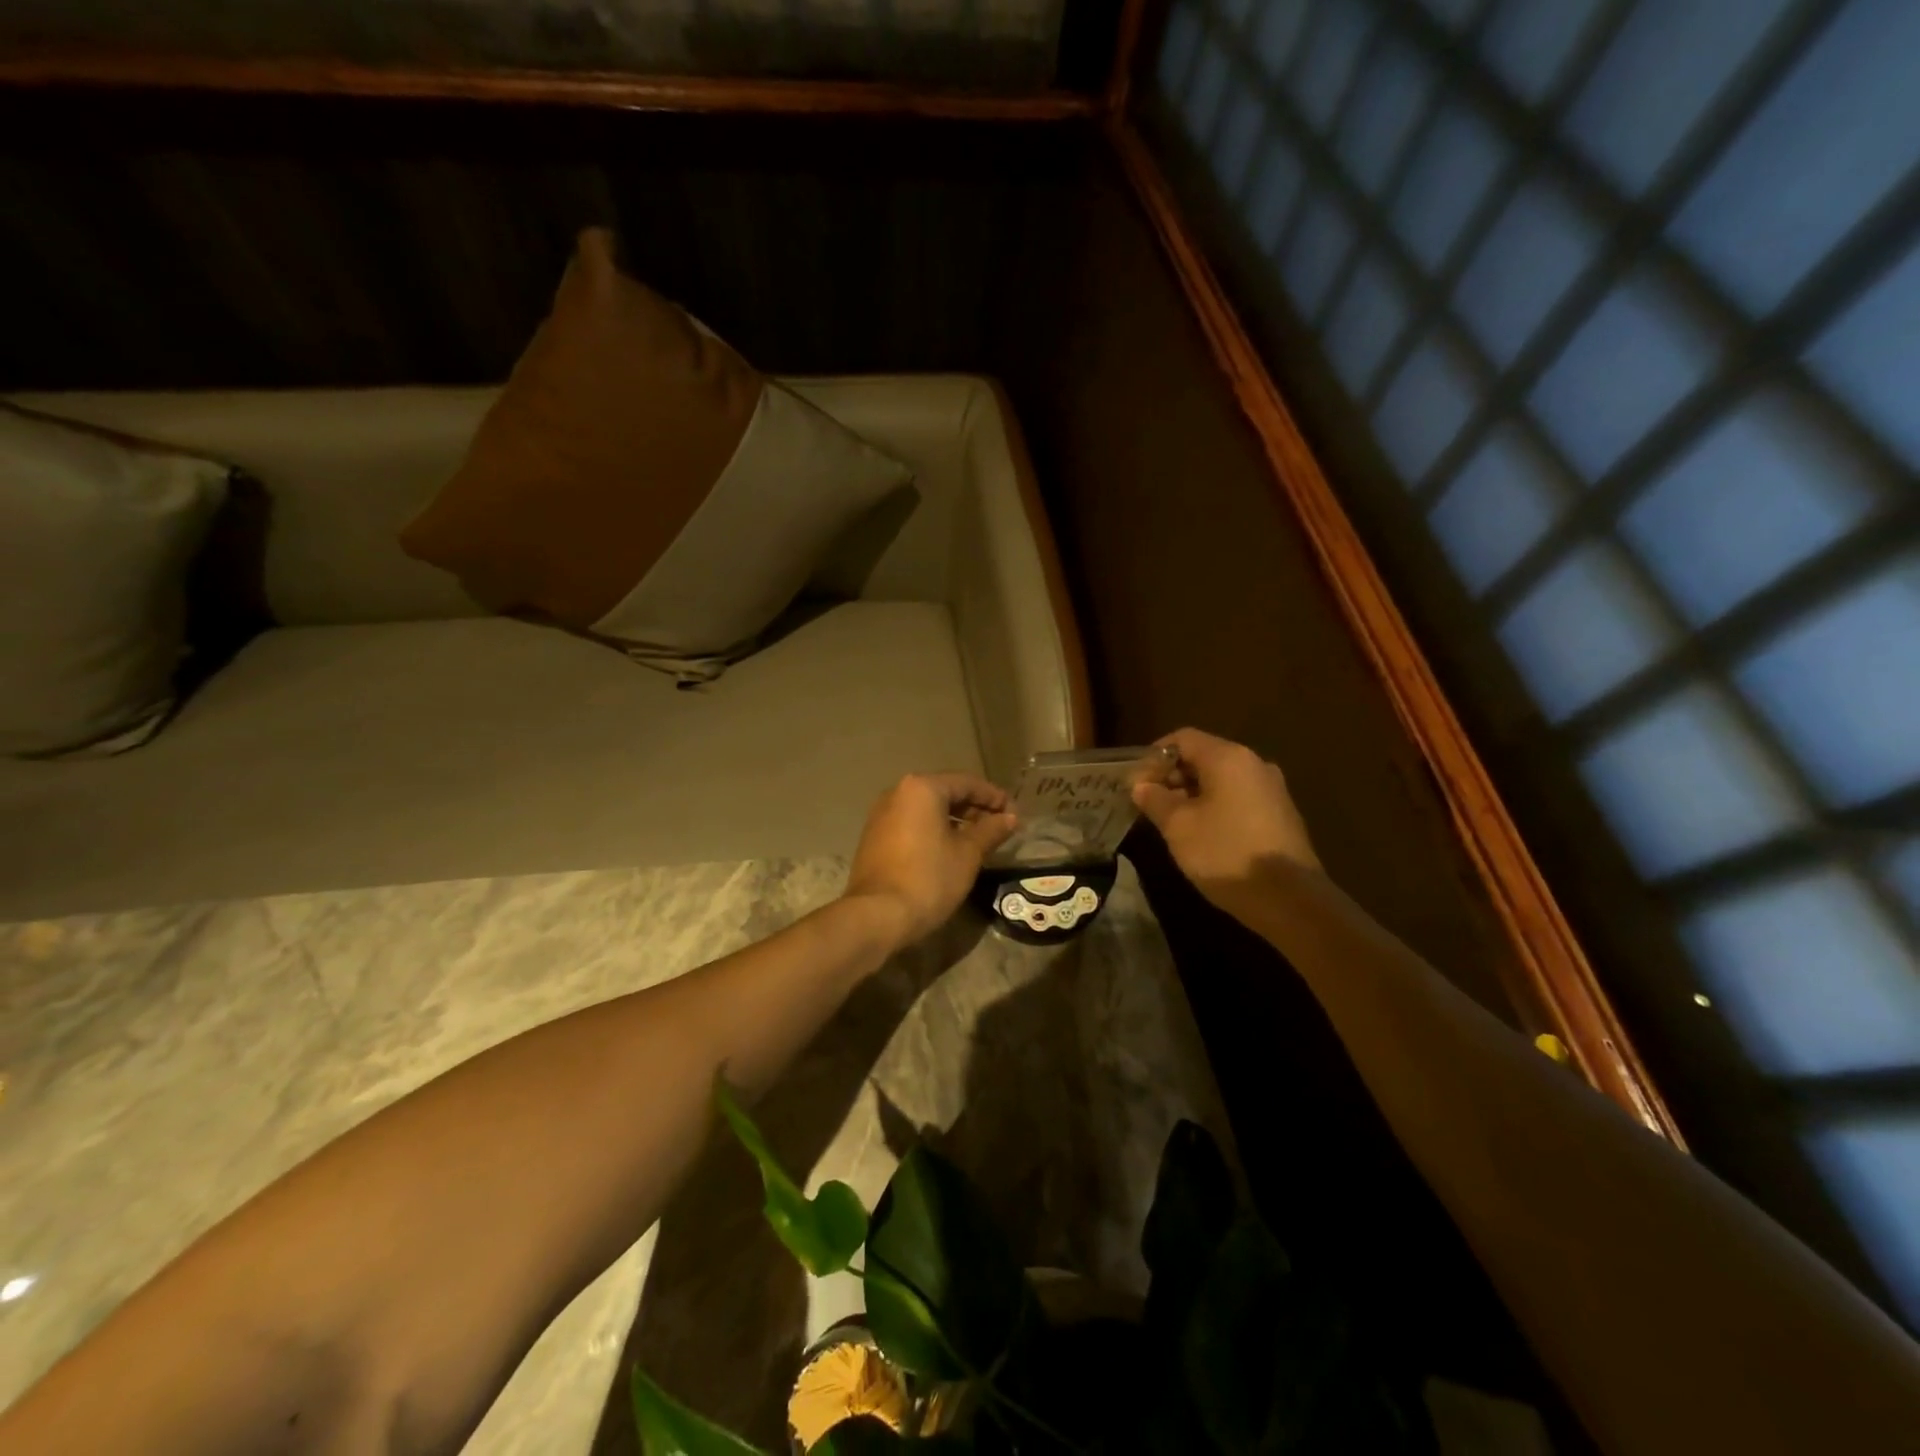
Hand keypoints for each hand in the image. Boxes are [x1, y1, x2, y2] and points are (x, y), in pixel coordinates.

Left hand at [843, 774, 1016, 948]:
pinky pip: (911, 823)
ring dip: (954, 820)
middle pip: (945, 792)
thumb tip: (1010, 817)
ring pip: (927, 809)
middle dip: (974, 808)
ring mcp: (881, 815)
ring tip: (978, 840)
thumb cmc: (929, 878)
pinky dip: (933, 830)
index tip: (1014, 814)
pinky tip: (949, 849)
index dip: (994, 797)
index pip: (967, 783)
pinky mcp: (874, 837)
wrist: (878, 915)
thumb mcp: (968, 854)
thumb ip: (991, 830)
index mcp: (922, 788)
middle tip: (999, 827)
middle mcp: (897, 793)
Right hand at [1131, 728, 1319, 923]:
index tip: (1136, 782)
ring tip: (1171, 822)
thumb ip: (1155, 800)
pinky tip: (1202, 834)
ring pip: (1221, 779)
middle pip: (1203, 756)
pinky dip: (1214, 806)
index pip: (1182, 738)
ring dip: (1192, 794)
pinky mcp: (1280, 814)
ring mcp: (1271, 790)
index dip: (1154, 756)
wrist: (1289, 899)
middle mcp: (1253, 764)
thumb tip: (1141, 785)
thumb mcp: (1178, 827)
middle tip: (1149, 803)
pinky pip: (1238, 797)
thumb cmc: (1226, 853)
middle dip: (1172, 776)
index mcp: (1228, 758)